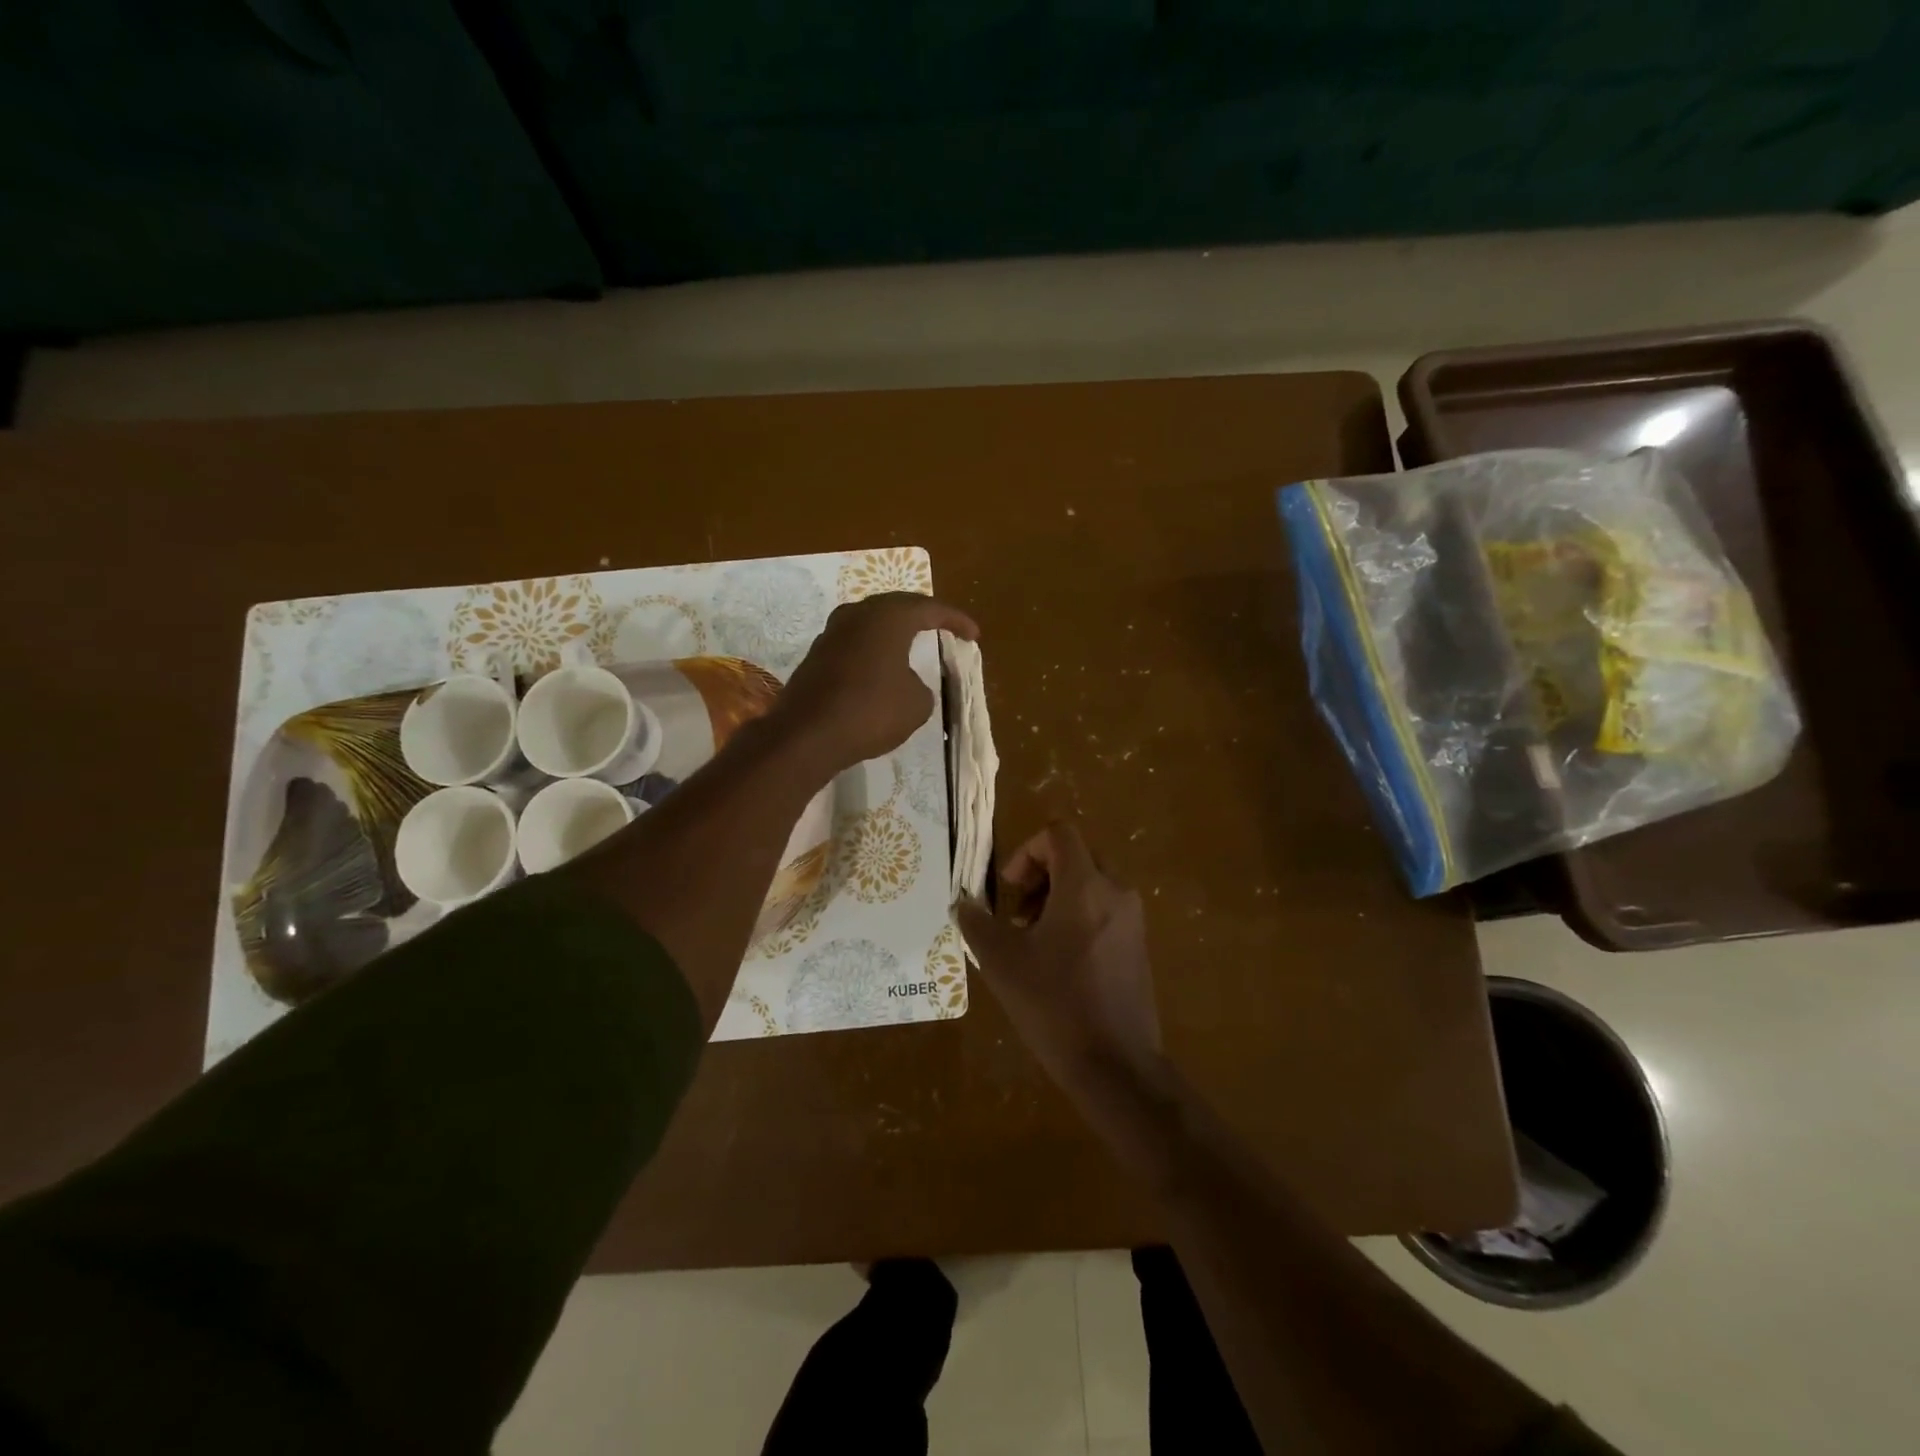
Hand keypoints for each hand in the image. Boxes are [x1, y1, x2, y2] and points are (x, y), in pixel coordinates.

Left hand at [772, 593, 978, 778]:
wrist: (808, 735)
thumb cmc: (871, 711)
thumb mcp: (917, 703)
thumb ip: (922, 686)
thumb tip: (908, 682)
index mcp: (888, 617)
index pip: (930, 609)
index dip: (956, 620)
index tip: (974, 634)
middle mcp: (857, 614)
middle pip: (897, 607)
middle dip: (923, 616)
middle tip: (943, 627)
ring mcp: (832, 633)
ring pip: (871, 623)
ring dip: (894, 632)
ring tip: (913, 642)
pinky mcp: (816, 656)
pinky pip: (855, 643)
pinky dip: (874, 650)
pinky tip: (881, 666)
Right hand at [957, 821, 1161, 1100]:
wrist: (1117, 1066)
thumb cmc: (1054, 1005)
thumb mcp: (1001, 962)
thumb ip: (976, 923)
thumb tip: (963, 903)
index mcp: (1085, 886)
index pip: (1058, 834)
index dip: (1026, 851)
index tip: (1009, 888)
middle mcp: (1116, 893)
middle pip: (1076, 856)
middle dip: (1041, 875)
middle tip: (1018, 913)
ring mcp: (1132, 921)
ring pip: (1091, 884)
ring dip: (1057, 897)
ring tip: (1033, 940)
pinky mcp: (1139, 947)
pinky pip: (1105, 911)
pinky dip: (1078, 918)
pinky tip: (1058, 963)